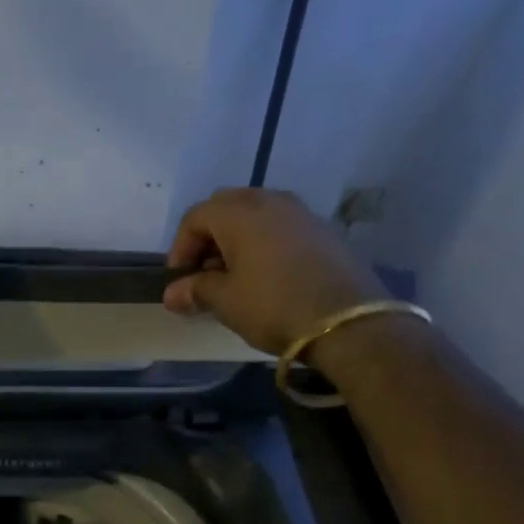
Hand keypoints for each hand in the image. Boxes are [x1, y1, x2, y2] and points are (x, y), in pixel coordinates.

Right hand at [163, 188, 379, 354]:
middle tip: (205, 274)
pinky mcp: (324, 230)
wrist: (351, 323)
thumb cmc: (275, 306)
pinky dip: (265, 243)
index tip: (180, 281)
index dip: (180, 249)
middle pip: (224, 208)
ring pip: (255, 215)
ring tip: (236, 277)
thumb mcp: (227, 302)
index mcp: (239, 212)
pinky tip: (268, 276)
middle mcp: (269, 200)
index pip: (194, 218)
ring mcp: (300, 212)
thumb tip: (172, 294)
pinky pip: (281, 227)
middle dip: (208, 239)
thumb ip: (195, 290)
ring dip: (237, 240)